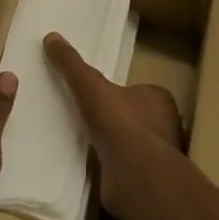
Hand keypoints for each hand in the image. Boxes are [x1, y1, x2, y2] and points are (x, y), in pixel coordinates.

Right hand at [43, 33, 184, 217]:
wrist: (134, 174)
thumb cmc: (118, 122)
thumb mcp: (89, 85)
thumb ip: (72, 64)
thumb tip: (51, 37)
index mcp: (159, 98)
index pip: (142, 91)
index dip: (123, 94)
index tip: (102, 98)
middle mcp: (167, 126)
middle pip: (141, 118)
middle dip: (121, 121)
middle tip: (93, 121)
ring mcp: (161, 157)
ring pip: (137, 146)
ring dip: (118, 146)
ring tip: (90, 144)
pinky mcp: (150, 182)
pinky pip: (130, 170)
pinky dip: (116, 169)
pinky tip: (96, 168)